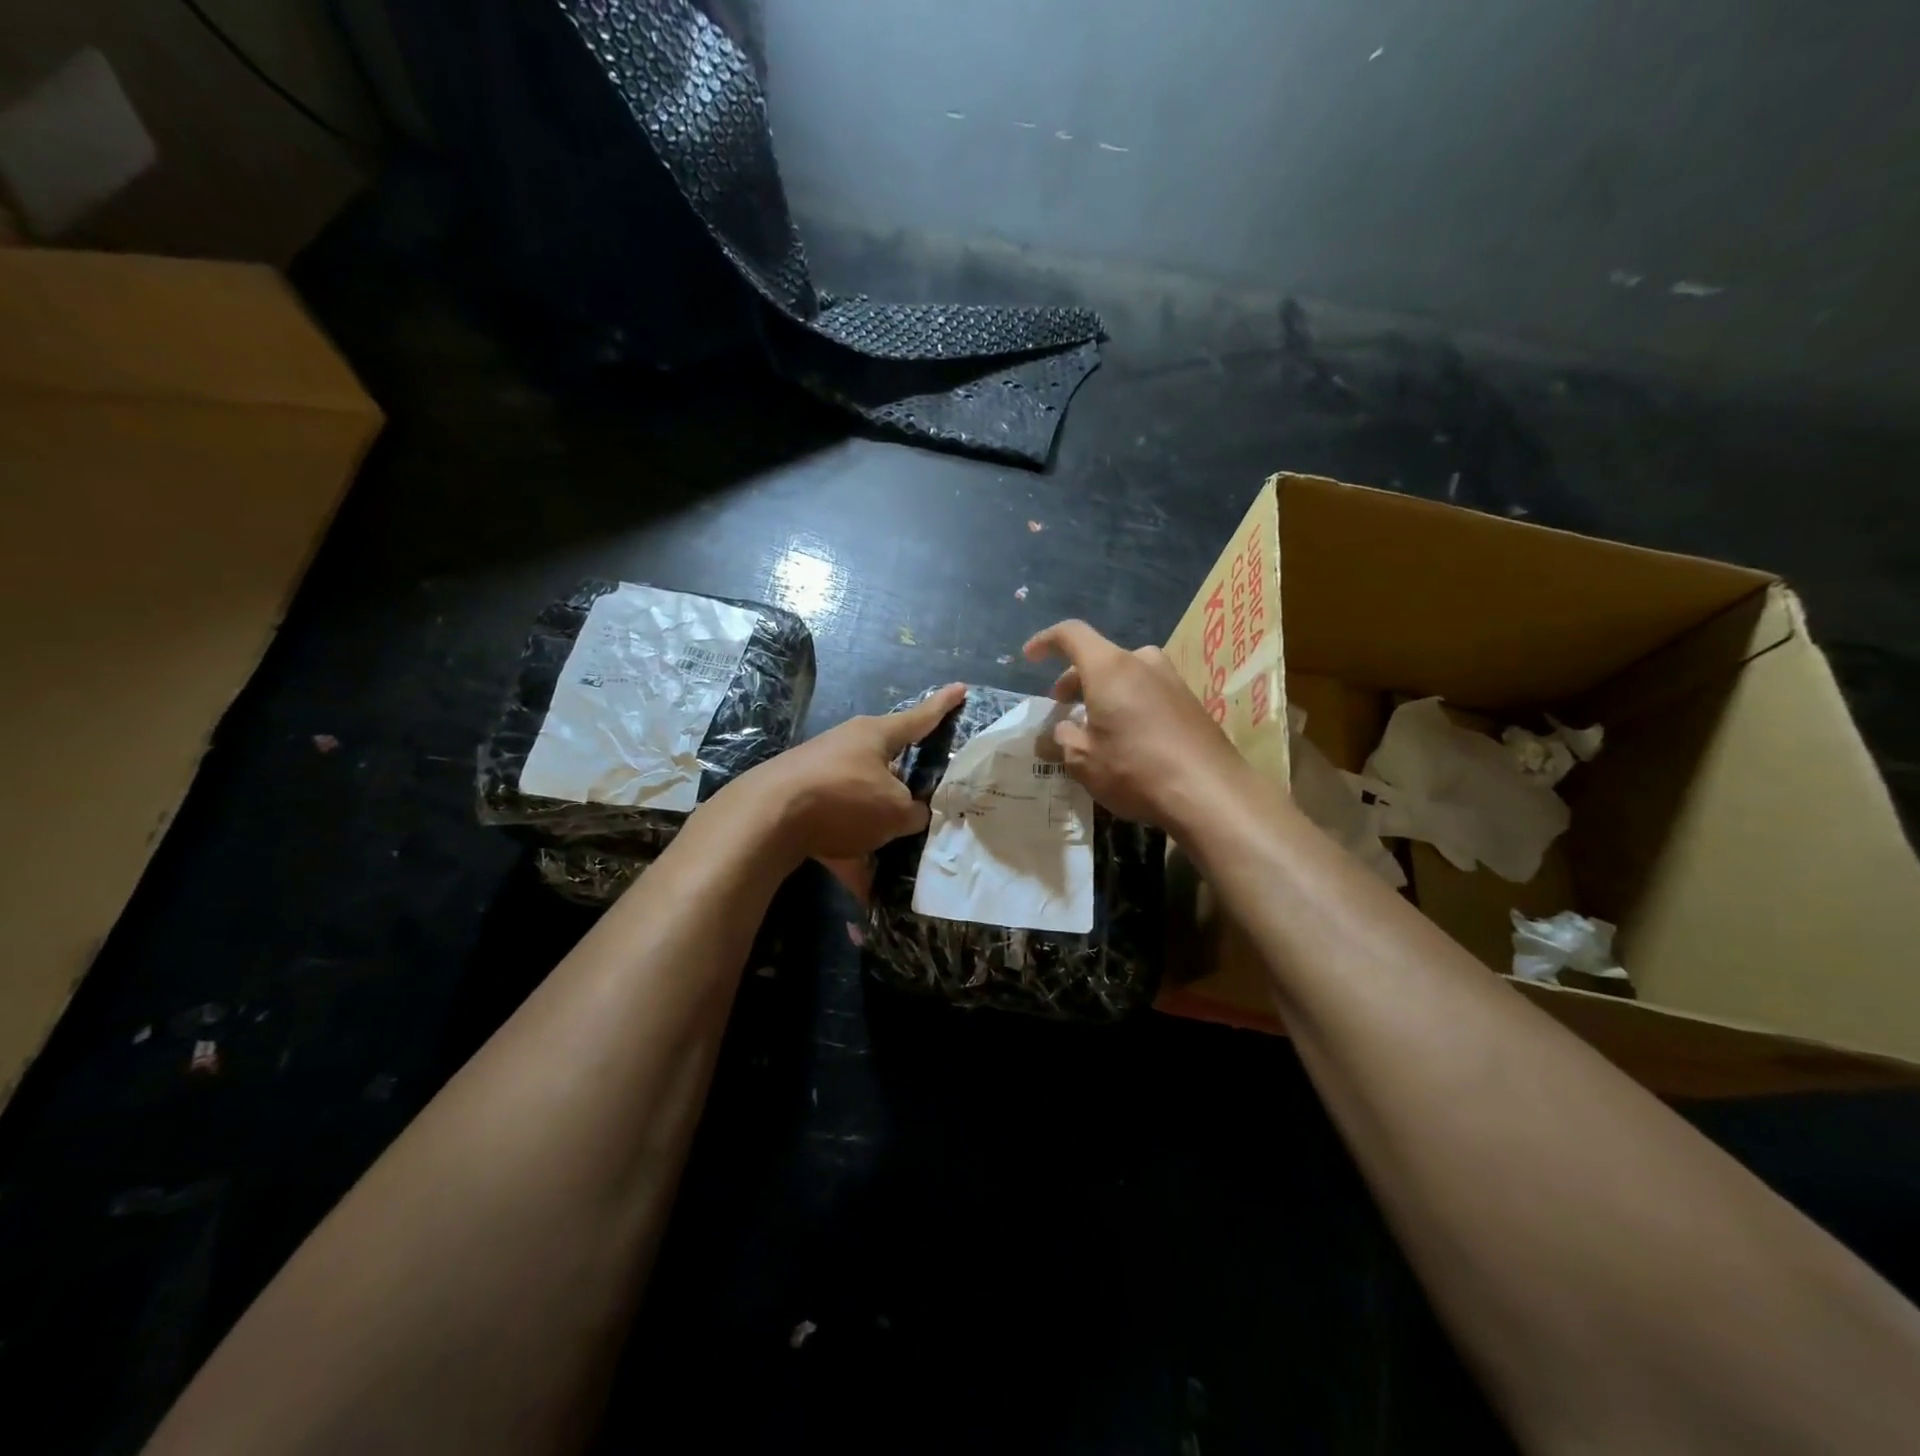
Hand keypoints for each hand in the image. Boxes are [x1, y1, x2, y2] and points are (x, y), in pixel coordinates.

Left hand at [734, 682, 967, 898]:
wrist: (766, 818)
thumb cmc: (844, 800)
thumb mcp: (895, 811)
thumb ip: (914, 811)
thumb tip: (914, 813)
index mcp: (875, 735)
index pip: (919, 718)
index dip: (942, 706)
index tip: (960, 688)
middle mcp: (846, 744)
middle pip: (886, 760)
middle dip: (903, 782)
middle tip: (923, 800)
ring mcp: (819, 770)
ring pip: (861, 796)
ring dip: (876, 823)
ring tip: (891, 853)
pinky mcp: (799, 798)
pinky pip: (837, 823)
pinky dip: (849, 848)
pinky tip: (857, 880)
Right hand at [1023, 620, 1244, 828]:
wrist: (1211, 792)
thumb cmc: (1136, 770)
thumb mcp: (1084, 761)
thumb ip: (1061, 741)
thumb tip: (1052, 735)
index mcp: (1110, 668)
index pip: (1071, 635)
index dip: (1046, 642)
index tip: (1030, 657)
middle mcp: (1142, 663)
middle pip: (1099, 657)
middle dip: (1074, 680)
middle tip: (1062, 708)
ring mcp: (1171, 680)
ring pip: (1125, 675)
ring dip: (1103, 693)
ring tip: (1092, 726)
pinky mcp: (1190, 702)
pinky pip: (1147, 691)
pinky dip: (1127, 703)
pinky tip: (1125, 737)